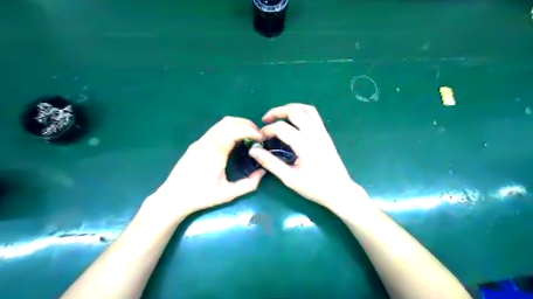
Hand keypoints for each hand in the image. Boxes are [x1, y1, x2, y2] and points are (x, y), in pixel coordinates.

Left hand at [145, 118, 265, 220]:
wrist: (173, 197)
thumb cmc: (201, 196)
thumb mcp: (228, 194)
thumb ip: (248, 184)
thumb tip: (263, 172)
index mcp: (216, 152)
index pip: (235, 131)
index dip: (251, 130)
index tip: (261, 137)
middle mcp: (207, 142)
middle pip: (228, 122)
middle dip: (246, 124)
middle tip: (257, 134)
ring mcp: (200, 141)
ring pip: (220, 123)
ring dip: (237, 125)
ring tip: (248, 135)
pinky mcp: (196, 144)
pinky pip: (214, 129)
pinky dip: (228, 129)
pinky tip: (233, 141)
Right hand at [249, 104, 366, 209]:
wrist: (339, 190)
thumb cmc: (314, 187)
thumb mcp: (290, 178)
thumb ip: (271, 163)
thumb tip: (253, 151)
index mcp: (305, 145)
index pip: (281, 128)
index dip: (267, 130)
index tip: (260, 138)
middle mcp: (314, 134)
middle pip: (294, 111)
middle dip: (277, 111)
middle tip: (265, 119)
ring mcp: (322, 132)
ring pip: (307, 109)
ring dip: (290, 108)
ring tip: (279, 115)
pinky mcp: (326, 134)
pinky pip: (314, 115)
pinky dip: (301, 112)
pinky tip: (294, 121)